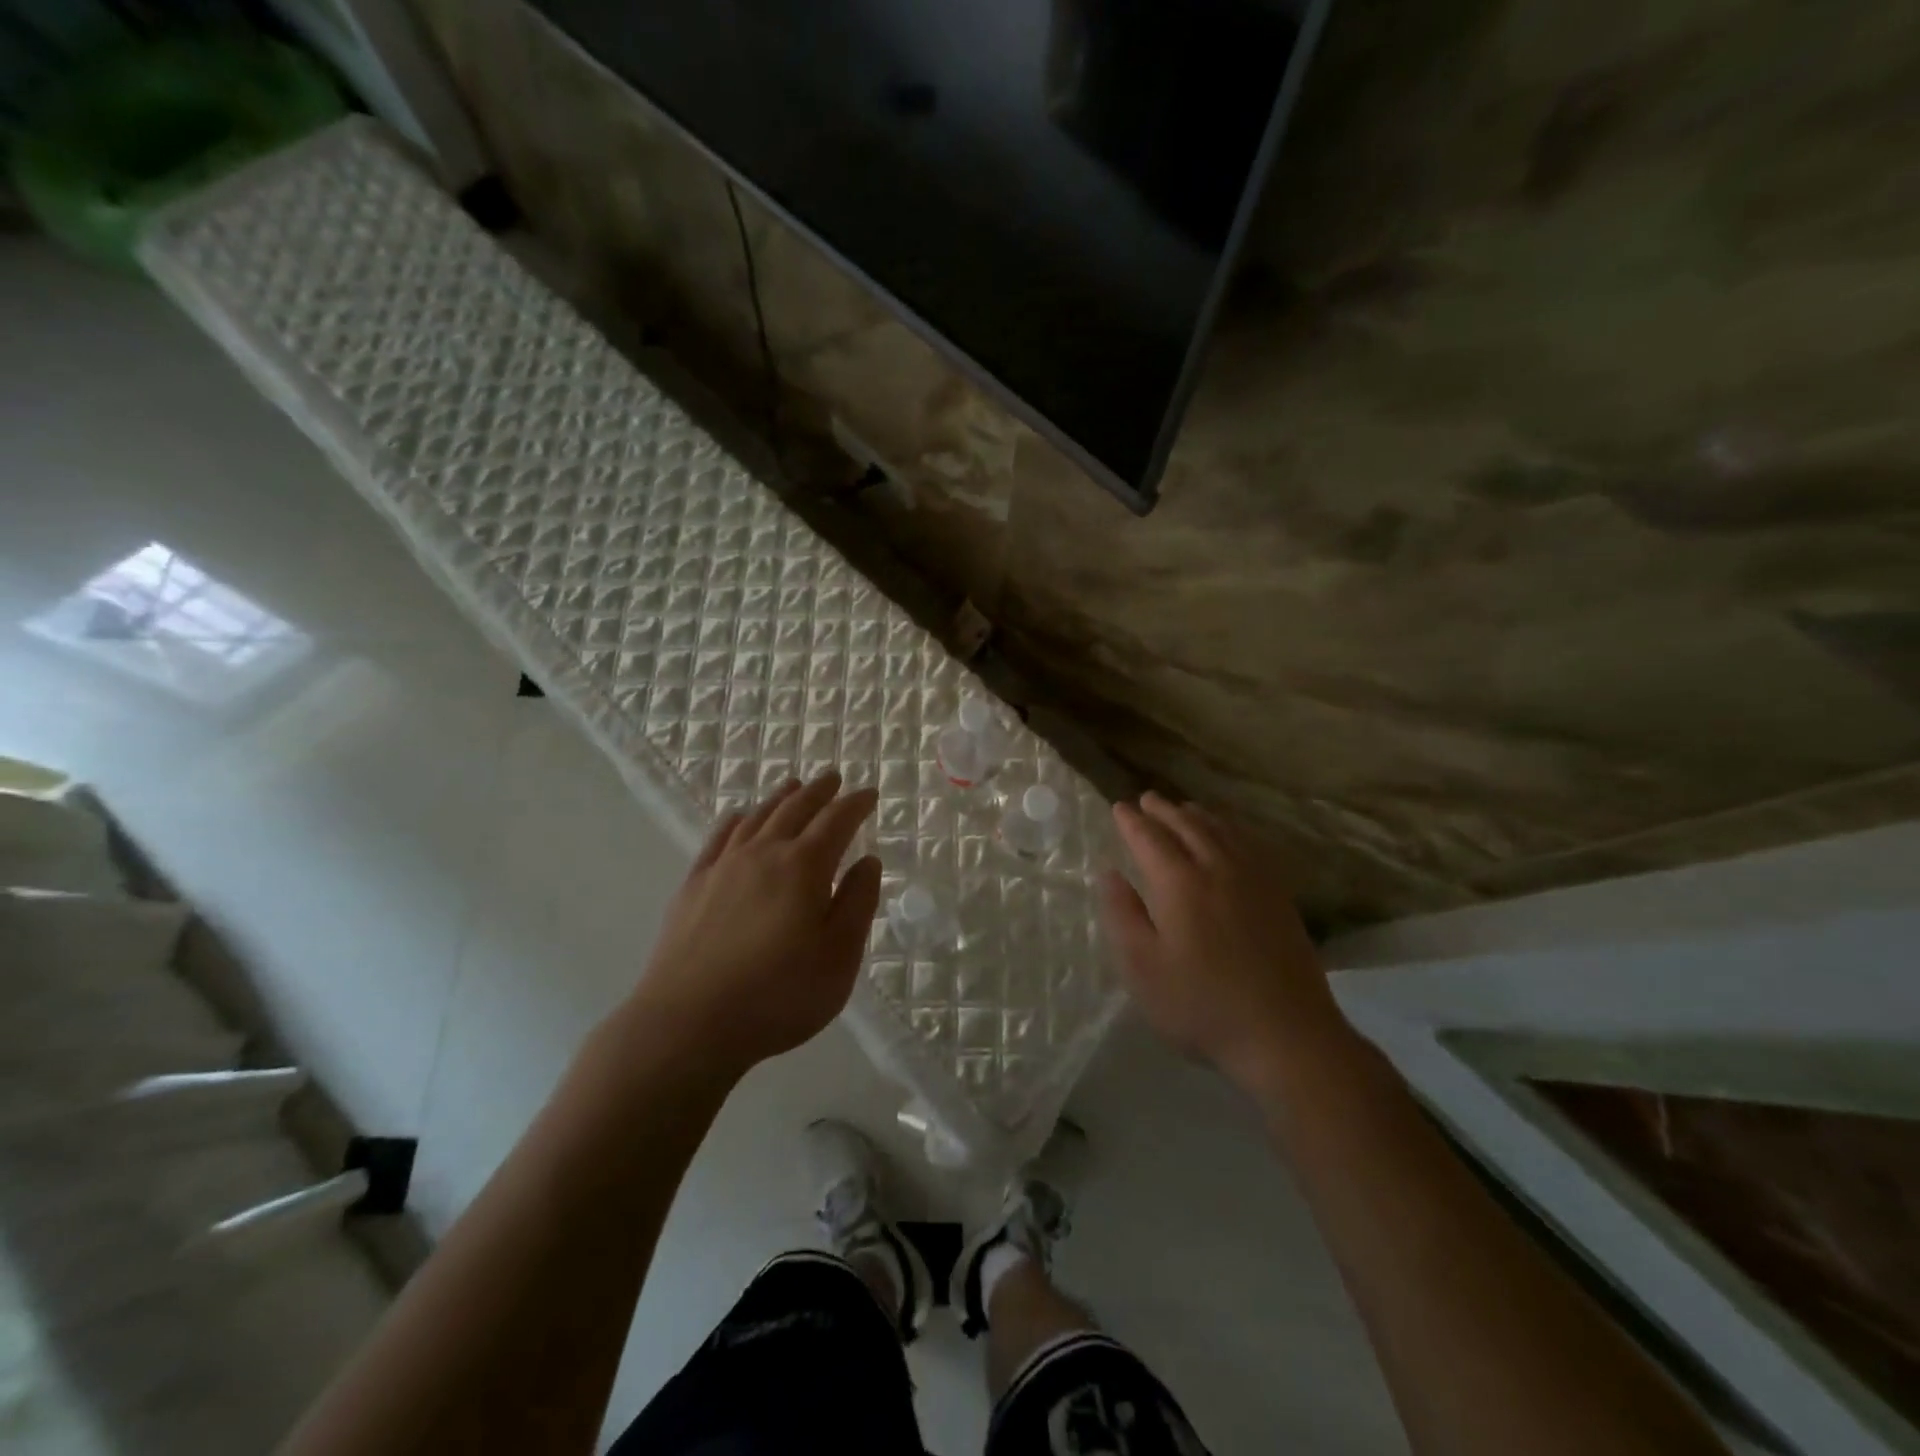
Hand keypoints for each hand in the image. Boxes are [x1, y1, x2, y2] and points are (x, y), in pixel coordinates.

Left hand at [629, 772, 882, 1078]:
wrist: (688, 1023)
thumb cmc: (778, 996)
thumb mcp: (839, 957)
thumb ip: (857, 904)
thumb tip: (868, 861)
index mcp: (805, 868)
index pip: (837, 821)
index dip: (855, 804)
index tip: (869, 794)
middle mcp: (764, 854)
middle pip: (795, 809)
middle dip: (819, 791)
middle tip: (833, 778)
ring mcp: (724, 867)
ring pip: (757, 817)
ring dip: (780, 798)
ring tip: (793, 786)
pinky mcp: (694, 886)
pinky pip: (719, 838)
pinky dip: (736, 820)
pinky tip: (740, 817)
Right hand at [1101, 793, 1349, 1090]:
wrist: (1286, 1035)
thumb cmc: (1202, 1005)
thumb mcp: (1143, 968)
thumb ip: (1122, 915)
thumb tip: (1109, 873)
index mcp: (1180, 883)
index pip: (1150, 838)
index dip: (1131, 821)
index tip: (1119, 807)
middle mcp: (1218, 869)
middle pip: (1188, 826)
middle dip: (1164, 810)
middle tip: (1148, 799)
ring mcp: (1254, 880)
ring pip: (1222, 832)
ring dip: (1198, 815)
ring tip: (1184, 809)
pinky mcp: (1279, 897)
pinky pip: (1251, 846)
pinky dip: (1232, 831)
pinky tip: (1231, 838)